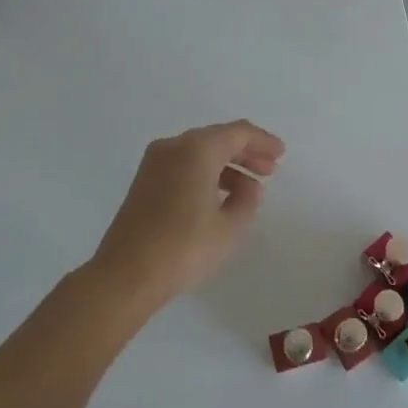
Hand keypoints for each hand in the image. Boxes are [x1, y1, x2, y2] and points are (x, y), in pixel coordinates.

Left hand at [89, 120, 285, 316]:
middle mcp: (174, 146)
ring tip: (248, 188)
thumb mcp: (228, 228)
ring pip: (199, 152)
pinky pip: (183, 164)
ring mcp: (154, 162)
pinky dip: (205, 172)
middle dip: (245, 152)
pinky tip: (219, 196)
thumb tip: (249, 186)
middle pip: (217, 138)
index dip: (263, 141)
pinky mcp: (144, 181)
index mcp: (197, 149)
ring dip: (226, 164)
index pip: (238, 132)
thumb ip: (247, 201)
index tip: (281, 154)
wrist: (125, 274)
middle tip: (269, 170)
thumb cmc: (183, 248)